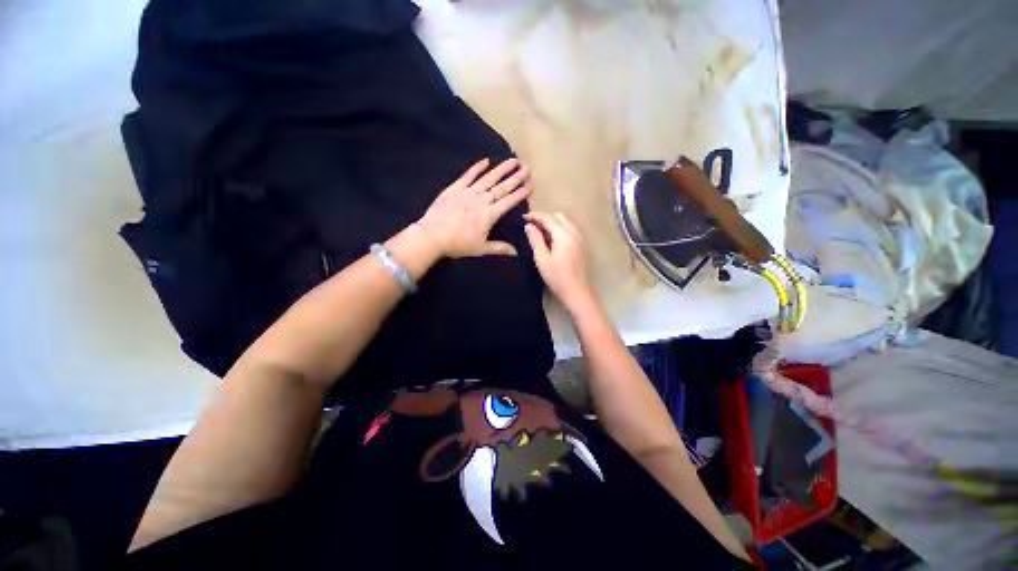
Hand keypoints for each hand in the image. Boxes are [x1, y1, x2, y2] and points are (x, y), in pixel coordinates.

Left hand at [415, 158, 532, 258]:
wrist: (432, 236)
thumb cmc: (458, 244)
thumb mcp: (481, 249)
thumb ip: (500, 248)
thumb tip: (516, 252)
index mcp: (489, 215)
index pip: (509, 201)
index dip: (521, 193)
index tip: (530, 185)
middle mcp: (481, 200)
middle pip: (502, 187)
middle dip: (516, 177)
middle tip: (527, 168)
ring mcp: (468, 192)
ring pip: (488, 178)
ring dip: (501, 169)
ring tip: (513, 160)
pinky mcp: (455, 189)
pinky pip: (468, 175)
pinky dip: (477, 167)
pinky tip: (486, 160)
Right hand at [523, 211, 592, 305]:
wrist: (576, 291)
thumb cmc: (557, 277)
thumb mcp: (542, 259)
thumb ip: (535, 240)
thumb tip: (529, 226)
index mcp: (564, 235)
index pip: (548, 218)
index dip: (534, 216)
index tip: (522, 217)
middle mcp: (573, 233)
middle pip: (558, 217)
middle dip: (543, 218)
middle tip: (530, 226)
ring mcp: (579, 238)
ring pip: (564, 222)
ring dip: (551, 223)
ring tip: (538, 232)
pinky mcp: (580, 245)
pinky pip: (568, 230)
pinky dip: (558, 229)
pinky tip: (550, 240)